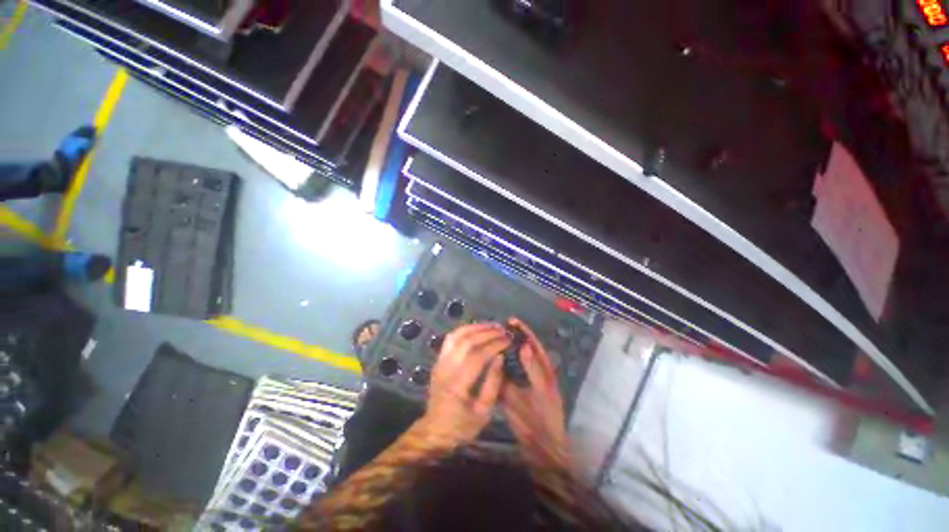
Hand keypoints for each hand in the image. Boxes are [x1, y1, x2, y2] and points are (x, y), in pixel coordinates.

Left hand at [417, 323, 508, 446]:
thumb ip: (492, 384)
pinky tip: (477, 329)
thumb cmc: (462, 425)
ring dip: (476, 327)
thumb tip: (500, 357)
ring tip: (492, 326)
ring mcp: (440, 362)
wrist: (435, 430)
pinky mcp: (438, 359)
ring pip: (457, 335)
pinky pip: (451, 338)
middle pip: (467, 341)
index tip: (508, 340)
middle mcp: (446, 368)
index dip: (495, 345)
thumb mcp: (483, 413)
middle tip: (503, 330)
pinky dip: (465, 330)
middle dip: (487, 333)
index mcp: (457, 384)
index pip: (478, 356)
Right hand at [501, 318, 568, 466]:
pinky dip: (495, 365)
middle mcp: (531, 372)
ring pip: (510, 361)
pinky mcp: (510, 391)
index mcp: (543, 370)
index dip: (524, 331)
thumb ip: (533, 369)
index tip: (512, 320)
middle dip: (510, 337)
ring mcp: (520, 381)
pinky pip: (502, 374)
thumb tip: (524, 346)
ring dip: (501, 350)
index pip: (533, 344)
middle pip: (521, 350)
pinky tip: (486, 360)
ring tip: (489, 340)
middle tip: (496, 328)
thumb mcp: (542, 392)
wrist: (540, 448)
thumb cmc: (545, 419)